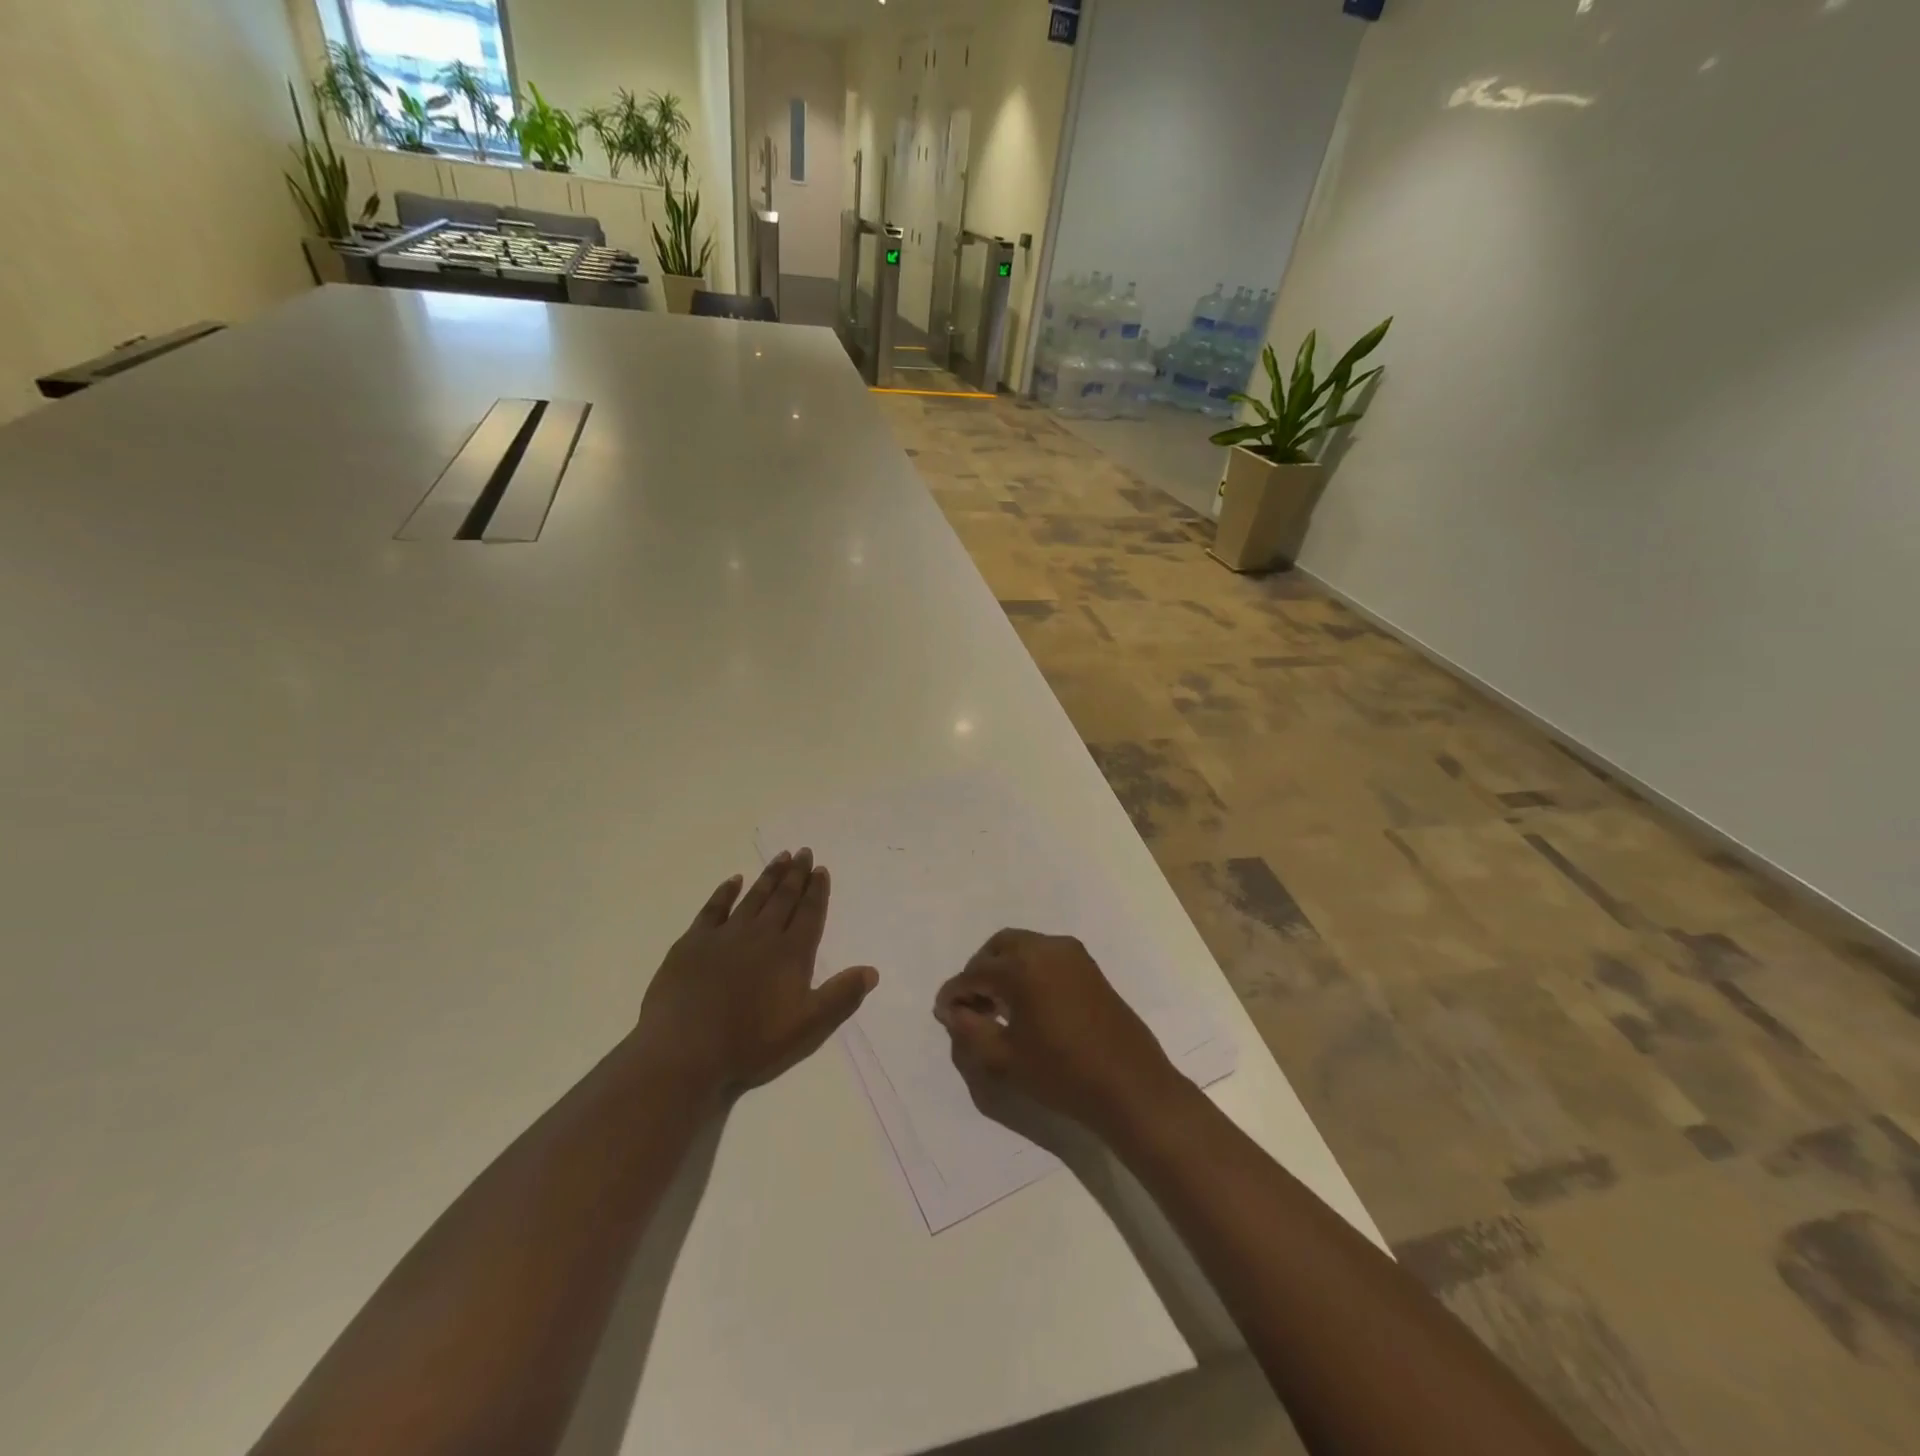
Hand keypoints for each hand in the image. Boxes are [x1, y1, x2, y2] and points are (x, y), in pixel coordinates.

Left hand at [631, 848, 877, 1103]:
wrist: (684, 1051)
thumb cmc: (750, 1044)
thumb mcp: (807, 1028)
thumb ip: (841, 997)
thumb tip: (871, 971)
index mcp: (791, 954)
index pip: (809, 914)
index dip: (817, 891)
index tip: (821, 869)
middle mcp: (762, 935)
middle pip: (783, 898)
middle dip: (796, 875)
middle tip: (803, 851)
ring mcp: (725, 936)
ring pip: (754, 897)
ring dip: (769, 876)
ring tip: (780, 857)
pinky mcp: (693, 943)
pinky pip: (714, 908)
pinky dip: (725, 892)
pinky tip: (734, 880)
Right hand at [934, 929, 1185, 1135]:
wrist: (1130, 1085)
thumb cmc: (1062, 1074)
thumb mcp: (1004, 1059)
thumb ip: (969, 1030)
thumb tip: (953, 1011)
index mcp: (1022, 966)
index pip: (974, 974)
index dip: (954, 994)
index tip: (942, 1013)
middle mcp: (1046, 947)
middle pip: (998, 948)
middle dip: (979, 972)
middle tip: (970, 1004)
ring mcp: (1071, 953)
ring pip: (1023, 947)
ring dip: (1004, 968)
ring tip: (997, 1006)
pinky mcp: (1088, 965)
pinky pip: (1046, 955)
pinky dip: (1028, 969)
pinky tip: (1026, 1003)